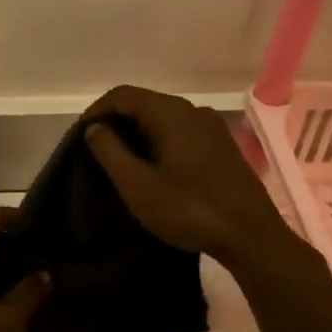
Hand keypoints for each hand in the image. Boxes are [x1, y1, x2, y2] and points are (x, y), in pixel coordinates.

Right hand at [82, 85, 296, 268]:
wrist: (251, 236)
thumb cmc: (189, 209)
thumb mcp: (137, 184)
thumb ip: (109, 151)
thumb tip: (95, 127)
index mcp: (171, 113)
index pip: (123, 95)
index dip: (97, 111)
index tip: (80, 136)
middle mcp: (193, 110)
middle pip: (144, 103)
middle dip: (115, 122)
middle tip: (95, 151)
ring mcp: (211, 128)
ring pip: (162, 118)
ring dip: (136, 133)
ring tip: (119, 162)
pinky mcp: (221, 146)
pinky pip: (180, 132)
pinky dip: (157, 141)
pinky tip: (151, 168)